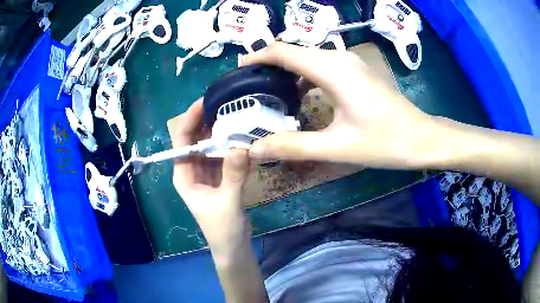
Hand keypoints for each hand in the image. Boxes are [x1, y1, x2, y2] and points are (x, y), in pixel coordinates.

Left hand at [172, 99, 250, 244]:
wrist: (232, 246)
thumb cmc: (222, 229)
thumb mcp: (227, 203)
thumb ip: (232, 176)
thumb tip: (239, 146)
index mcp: (184, 175)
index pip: (182, 141)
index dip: (190, 119)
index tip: (205, 101)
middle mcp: (192, 170)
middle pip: (196, 139)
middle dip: (208, 121)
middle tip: (226, 102)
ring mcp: (207, 173)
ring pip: (211, 146)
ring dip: (222, 132)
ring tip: (237, 113)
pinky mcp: (220, 177)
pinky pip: (224, 156)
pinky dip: (232, 146)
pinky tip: (244, 135)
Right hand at [241, 42, 440, 168]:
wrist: (421, 138)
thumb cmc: (385, 141)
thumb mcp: (337, 147)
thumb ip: (294, 146)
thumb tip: (255, 149)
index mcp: (332, 69)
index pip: (284, 51)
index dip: (258, 57)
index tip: (239, 72)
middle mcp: (339, 58)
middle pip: (295, 51)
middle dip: (269, 65)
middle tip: (250, 88)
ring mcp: (350, 63)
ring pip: (309, 58)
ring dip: (288, 72)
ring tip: (270, 94)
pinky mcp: (357, 71)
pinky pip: (322, 66)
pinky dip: (305, 77)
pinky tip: (301, 97)